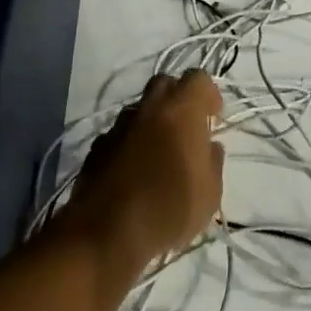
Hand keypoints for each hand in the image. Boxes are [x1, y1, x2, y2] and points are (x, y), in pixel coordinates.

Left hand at [68, 71, 224, 261]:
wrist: (105, 233)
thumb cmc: (168, 209)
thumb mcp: (210, 193)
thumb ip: (213, 162)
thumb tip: (209, 146)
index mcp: (180, 110)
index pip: (198, 78)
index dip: (209, 94)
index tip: (213, 118)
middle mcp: (148, 108)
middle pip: (164, 83)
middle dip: (178, 99)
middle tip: (187, 129)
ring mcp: (118, 126)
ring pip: (140, 109)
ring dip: (152, 122)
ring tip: (159, 154)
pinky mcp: (96, 147)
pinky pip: (120, 135)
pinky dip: (130, 144)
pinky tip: (134, 172)